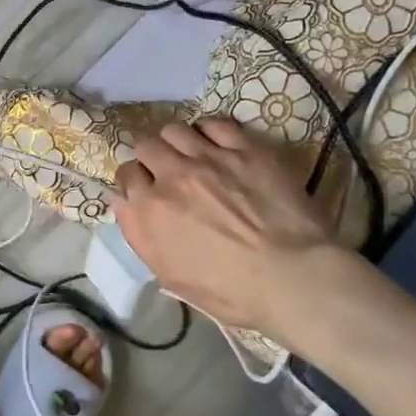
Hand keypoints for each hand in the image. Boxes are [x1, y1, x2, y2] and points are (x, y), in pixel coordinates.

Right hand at [112, 116, 356, 344]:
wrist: (292, 278)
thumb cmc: (229, 290)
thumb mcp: (169, 274)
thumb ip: (138, 233)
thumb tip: (123, 202)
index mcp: (148, 209)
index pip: (126, 175)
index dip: (136, 182)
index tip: (147, 190)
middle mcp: (170, 175)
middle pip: (145, 145)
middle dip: (152, 157)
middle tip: (167, 171)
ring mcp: (208, 157)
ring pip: (174, 129)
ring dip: (177, 142)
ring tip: (191, 155)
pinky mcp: (244, 148)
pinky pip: (214, 124)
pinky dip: (209, 132)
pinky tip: (218, 145)